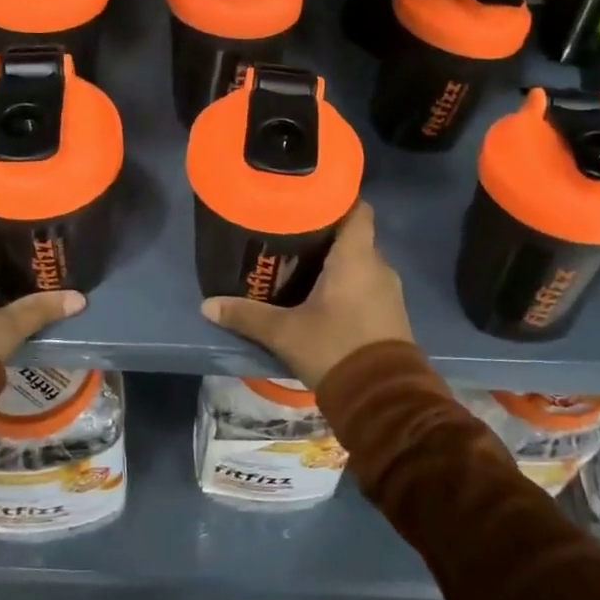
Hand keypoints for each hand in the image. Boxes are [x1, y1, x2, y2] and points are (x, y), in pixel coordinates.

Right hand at [200, 203, 412, 389]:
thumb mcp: (284, 333)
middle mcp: (378, 266)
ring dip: (338, 264)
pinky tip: (323, 298)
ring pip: (361, 264)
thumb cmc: (334, 349)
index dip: (337, 200)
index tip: (309, 201)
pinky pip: (369, 286)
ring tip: (303, 267)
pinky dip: (349, 286)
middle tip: (292, 237)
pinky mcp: (392, 315)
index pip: (358, 209)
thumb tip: (207, 305)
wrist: (383, 400)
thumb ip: (247, 316)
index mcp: (356, 257)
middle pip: (354, 237)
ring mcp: (390, 291)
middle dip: (327, 236)